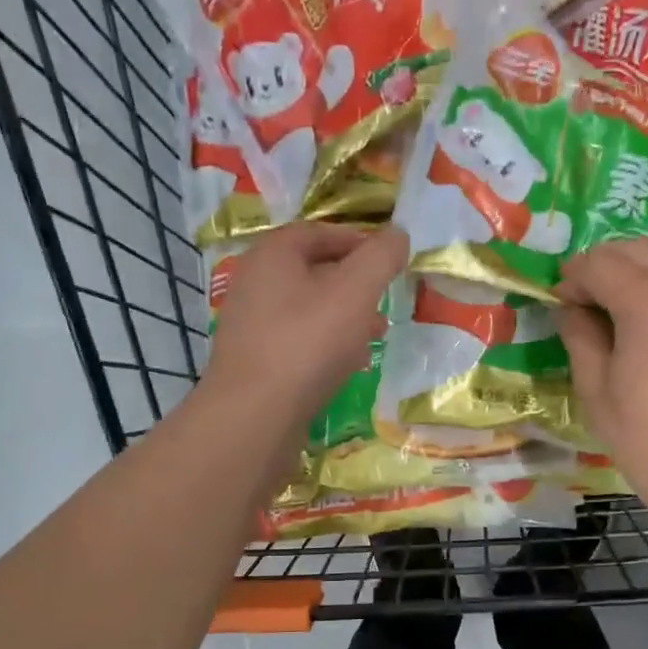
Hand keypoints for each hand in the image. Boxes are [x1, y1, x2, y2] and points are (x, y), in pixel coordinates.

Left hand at [203, 222, 407, 429]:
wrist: (254, 415)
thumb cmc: (307, 343)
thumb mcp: (355, 292)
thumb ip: (380, 258)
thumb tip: (397, 235)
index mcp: (272, 254)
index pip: (320, 233)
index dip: (359, 241)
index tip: (390, 260)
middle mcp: (254, 282)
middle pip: (313, 271)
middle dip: (354, 284)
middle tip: (385, 300)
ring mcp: (250, 324)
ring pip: (307, 309)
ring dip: (344, 317)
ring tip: (375, 334)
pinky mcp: (254, 361)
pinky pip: (297, 341)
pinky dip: (325, 344)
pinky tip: (347, 365)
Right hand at [556, 238, 647, 511]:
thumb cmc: (641, 434)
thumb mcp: (593, 385)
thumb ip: (579, 333)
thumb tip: (571, 307)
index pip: (600, 263)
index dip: (573, 277)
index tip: (561, 300)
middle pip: (636, 249)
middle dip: (603, 267)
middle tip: (584, 300)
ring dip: (635, 276)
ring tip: (618, 314)